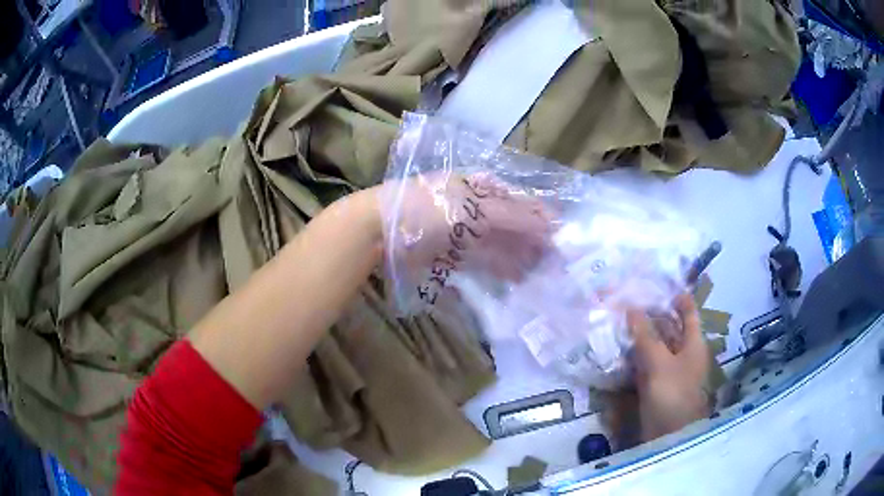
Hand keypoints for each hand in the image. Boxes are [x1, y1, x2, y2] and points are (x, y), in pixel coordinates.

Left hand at [383, 172, 553, 305]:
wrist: (381, 229)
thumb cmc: (429, 209)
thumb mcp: (473, 208)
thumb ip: (513, 216)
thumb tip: (550, 224)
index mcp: (479, 187)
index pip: (518, 201)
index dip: (540, 217)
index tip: (561, 237)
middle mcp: (474, 207)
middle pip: (510, 225)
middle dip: (533, 241)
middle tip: (555, 262)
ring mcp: (461, 231)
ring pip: (498, 244)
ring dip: (518, 257)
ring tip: (540, 274)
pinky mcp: (450, 253)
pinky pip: (481, 260)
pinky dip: (497, 268)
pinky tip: (513, 278)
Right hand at [628, 294, 710, 440]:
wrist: (669, 435)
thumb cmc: (672, 394)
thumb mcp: (659, 363)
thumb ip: (646, 336)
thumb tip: (631, 308)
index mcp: (693, 343)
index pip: (688, 312)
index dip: (676, 297)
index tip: (656, 284)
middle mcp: (683, 353)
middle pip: (669, 328)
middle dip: (651, 315)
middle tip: (627, 301)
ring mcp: (669, 370)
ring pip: (655, 346)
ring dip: (639, 336)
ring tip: (617, 322)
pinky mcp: (655, 385)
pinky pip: (645, 365)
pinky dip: (634, 357)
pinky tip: (618, 350)